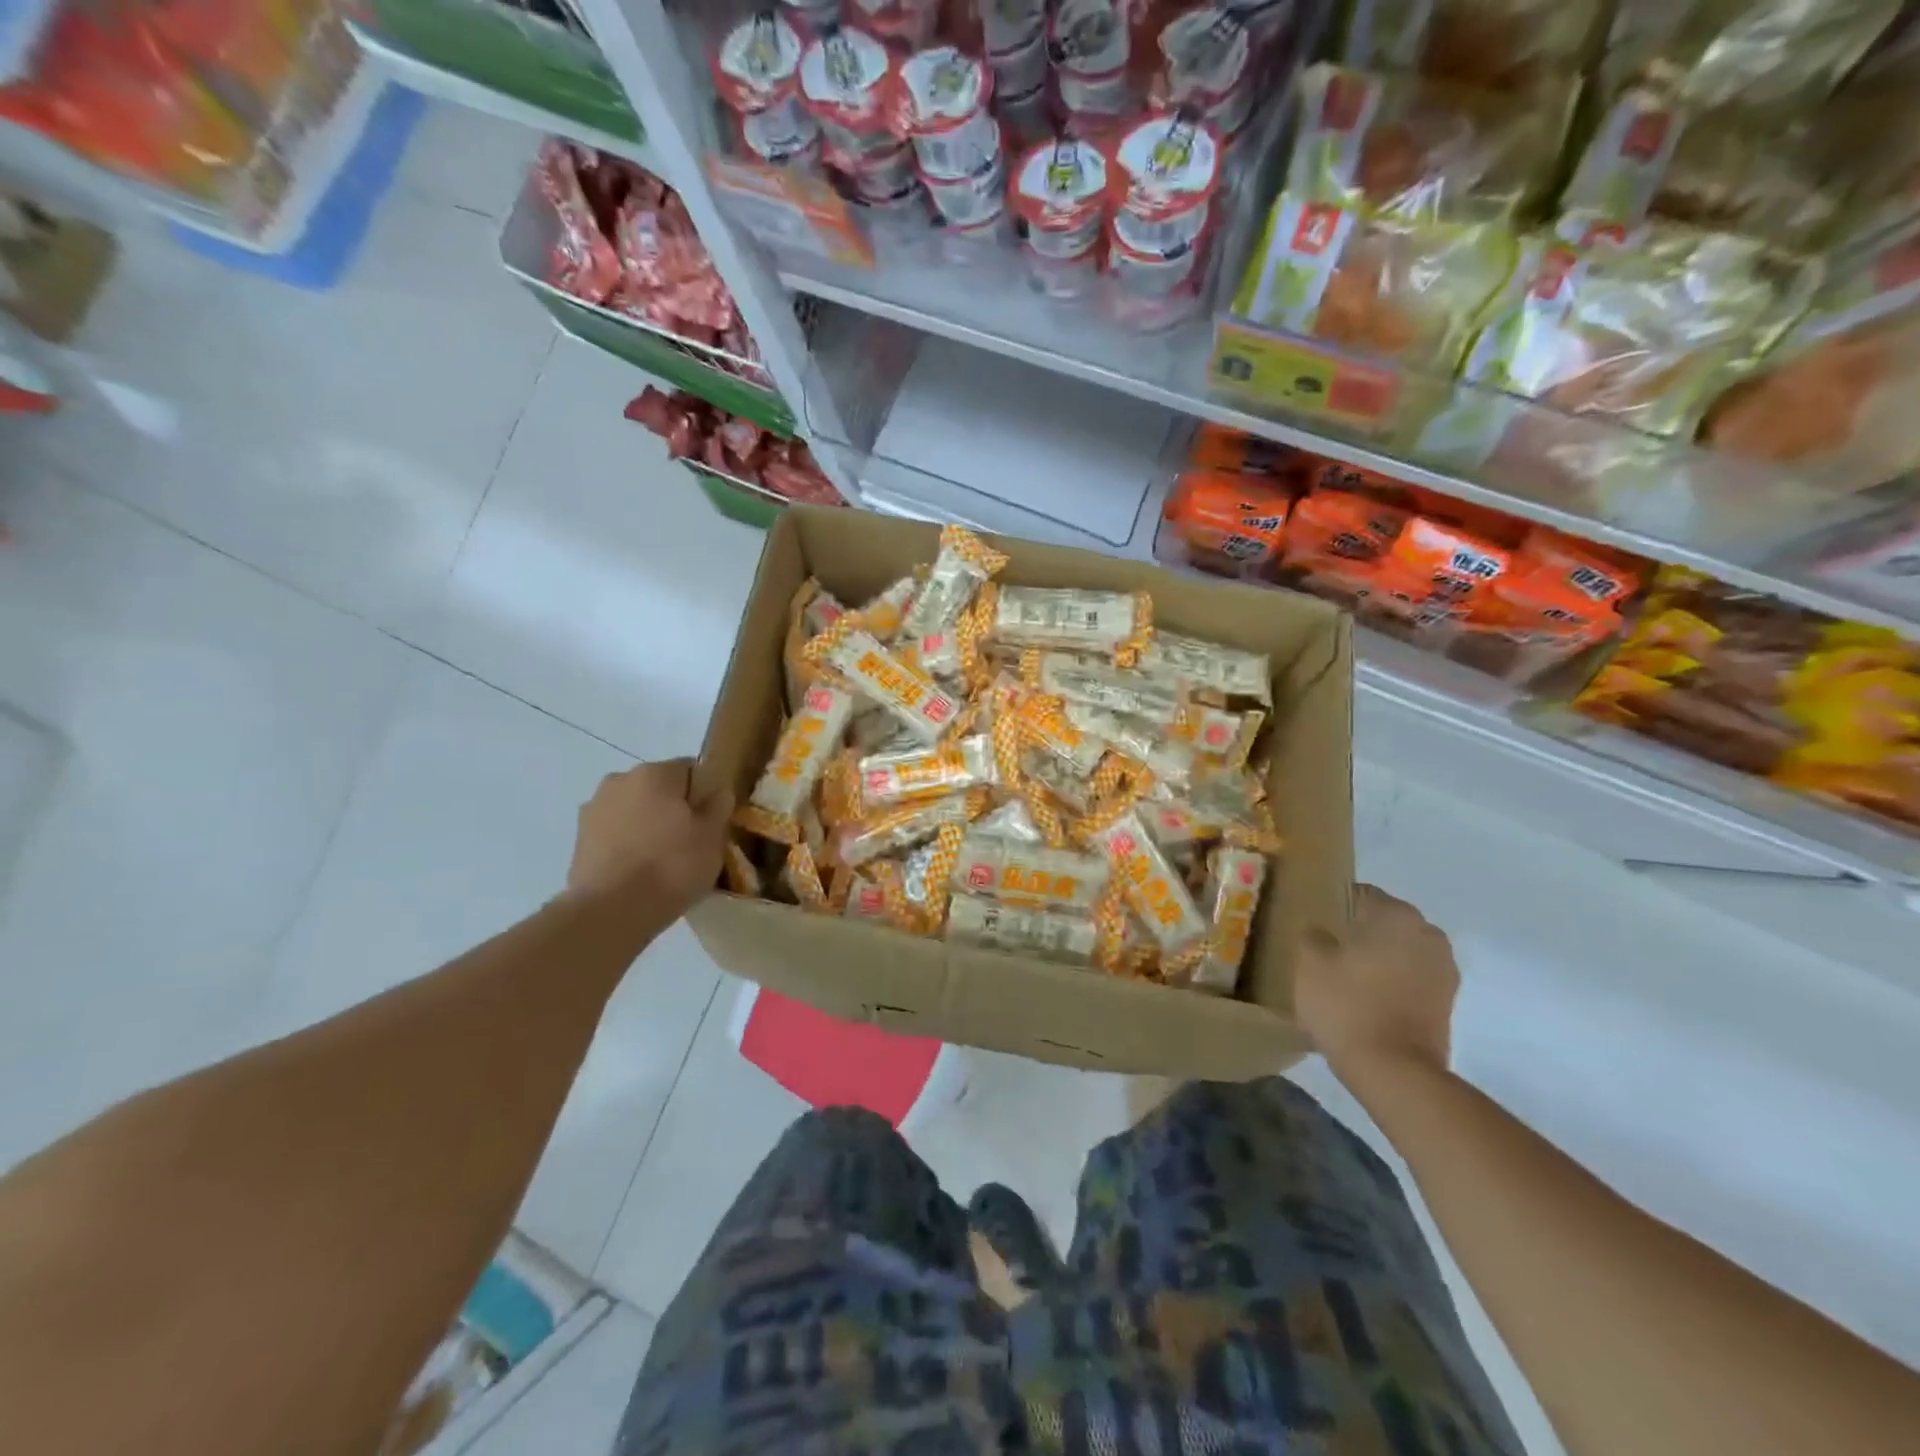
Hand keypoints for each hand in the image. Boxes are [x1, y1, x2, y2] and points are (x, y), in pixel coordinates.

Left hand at [567, 759, 732, 920]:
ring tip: (662, 862)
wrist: (610, 912)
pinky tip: (638, 873)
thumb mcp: (712, 837)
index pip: (691, 770)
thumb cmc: (671, 866)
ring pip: (634, 811)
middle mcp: (619, 780)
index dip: (706, 794)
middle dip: (673, 809)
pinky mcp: (578, 840)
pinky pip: (615, 834)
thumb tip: (717, 792)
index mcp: (654, 773)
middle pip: (658, 789)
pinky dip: (627, 845)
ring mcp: (593, 810)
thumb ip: (718, 807)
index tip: (712, 822)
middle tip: (690, 843)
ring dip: (648, 826)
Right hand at [1295, 884, 1458, 1089]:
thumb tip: (1322, 932)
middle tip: (1327, 952)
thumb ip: (1313, 934)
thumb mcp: (1308, 961)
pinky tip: (1366, 999)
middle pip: (1383, 922)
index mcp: (1396, 914)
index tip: (1315, 925)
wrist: (1393, 1070)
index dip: (1334, 907)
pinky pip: (1411, 978)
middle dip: (1359, 933)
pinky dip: (1392, 983)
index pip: (1360, 894)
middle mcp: (1427, 933)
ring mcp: (1443, 969)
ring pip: (1399, 951)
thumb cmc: (1347, 1004)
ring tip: (1346, 978)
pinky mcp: (1447, 1001)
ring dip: (1378, 959)